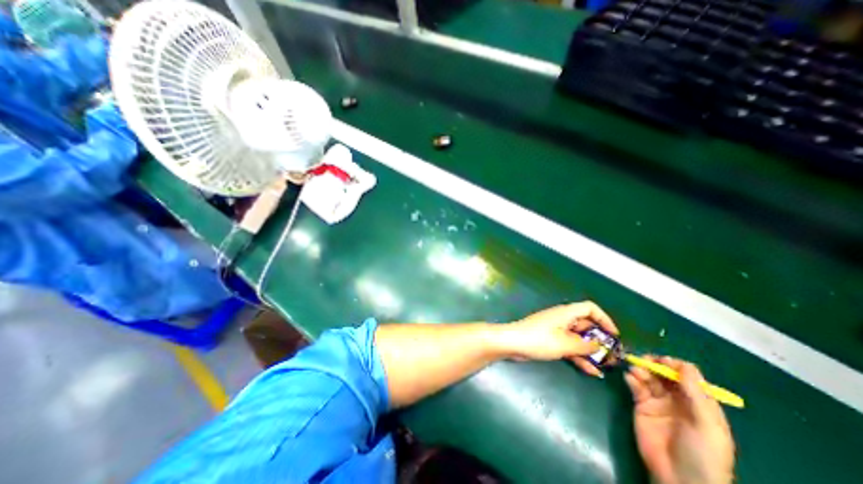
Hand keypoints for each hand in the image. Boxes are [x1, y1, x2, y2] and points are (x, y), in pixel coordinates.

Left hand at [493, 302, 620, 376]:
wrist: (512, 343)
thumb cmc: (539, 339)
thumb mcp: (565, 343)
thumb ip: (585, 345)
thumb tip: (600, 346)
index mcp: (566, 313)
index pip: (589, 308)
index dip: (604, 319)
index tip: (614, 336)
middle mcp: (562, 319)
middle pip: (586, 325)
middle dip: (600, 340)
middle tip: (612, 357)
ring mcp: (556, 330)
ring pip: (578, 339)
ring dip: (590, 351)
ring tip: (605, 367)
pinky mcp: (550, 340)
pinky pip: (569, 347)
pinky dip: (579, 356)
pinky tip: (590, 371)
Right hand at [624, 355, 738, 483]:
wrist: (680, 479)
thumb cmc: (703, 453)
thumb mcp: (706, 425)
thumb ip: (695, 394)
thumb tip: (683, 364)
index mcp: (700, 403)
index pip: (687, 376)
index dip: (675, 366)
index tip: (663, 360)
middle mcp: (678, 399)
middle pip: (665, 374)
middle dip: (654, 364)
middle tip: (644, 360)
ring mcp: (658, 402)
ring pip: (649, 378)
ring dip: (642, 370)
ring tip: (635, 371)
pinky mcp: (641, 405)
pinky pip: (636, 387)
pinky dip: (632, 380)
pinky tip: (630, 378)